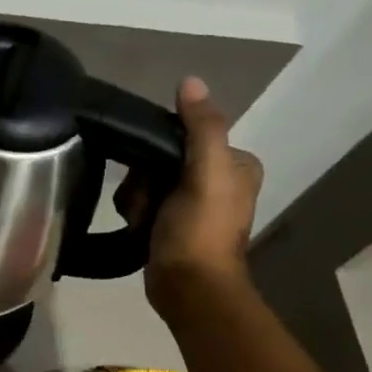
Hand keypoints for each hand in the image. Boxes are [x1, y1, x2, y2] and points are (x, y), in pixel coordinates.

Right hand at [119, 76, 263, 305]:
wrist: (188, 289)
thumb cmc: (199, 231)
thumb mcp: (206, 173)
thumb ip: (202, 128)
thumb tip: (190, 81)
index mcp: (236, 163)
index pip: (185, 134)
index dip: (159, 149)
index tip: (152, 171)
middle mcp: (218, 180)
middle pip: (162, 158)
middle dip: (145, 180)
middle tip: (147, 202)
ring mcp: (193, 204)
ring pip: (148, 181)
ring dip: (137, 199)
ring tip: (142, 220)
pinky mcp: (172, 224)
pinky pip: (144, 203)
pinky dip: (136, 214)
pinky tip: (138, 228)